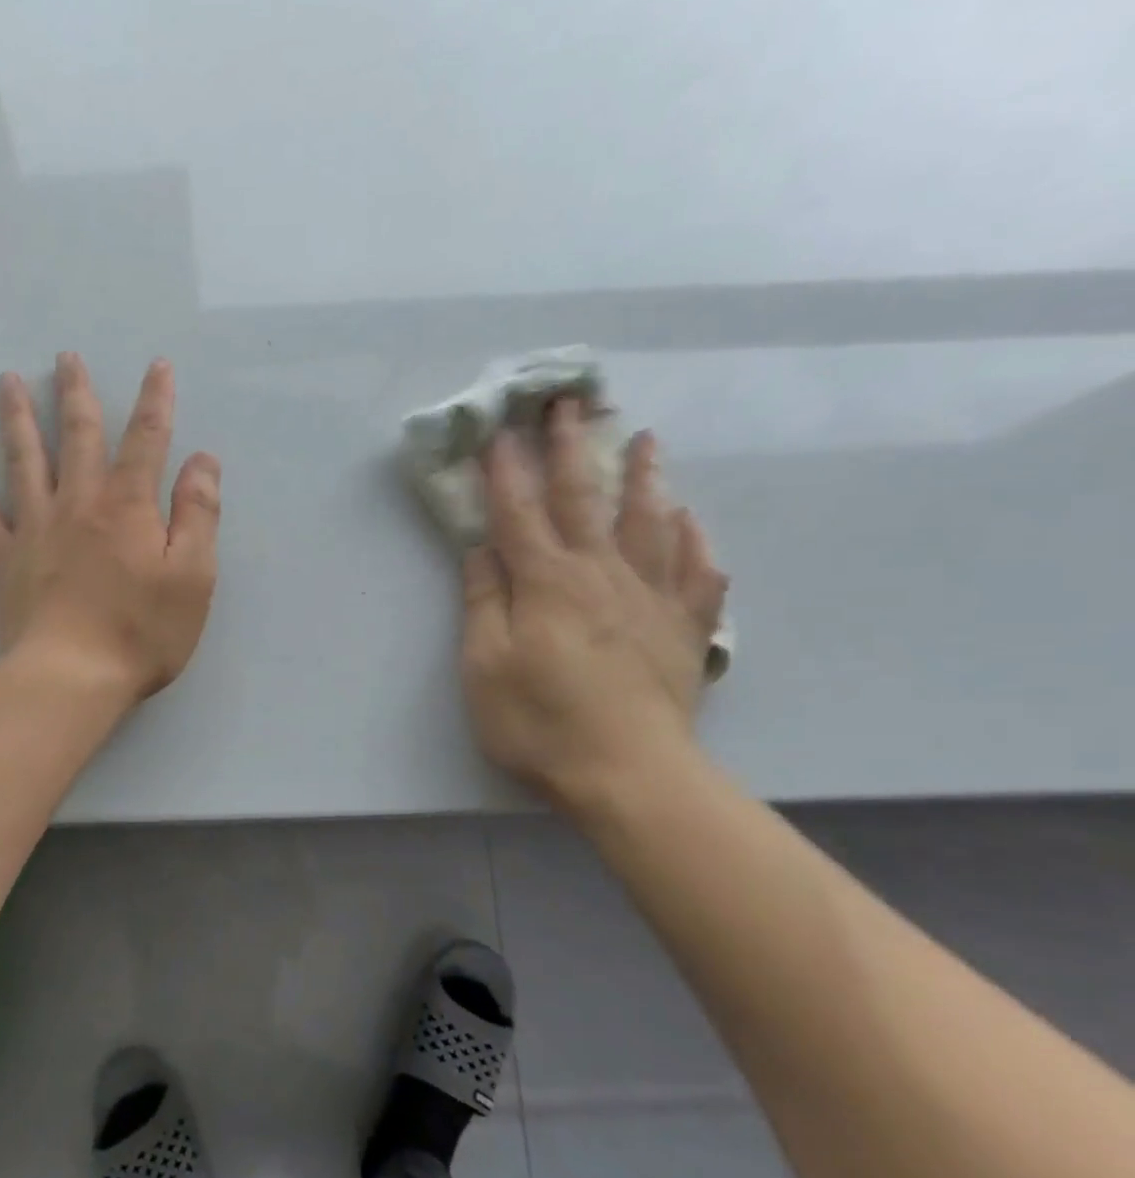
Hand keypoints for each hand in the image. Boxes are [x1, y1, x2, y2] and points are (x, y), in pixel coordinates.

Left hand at [0, 352, 220, 702]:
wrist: (72, 678)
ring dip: (17, 417)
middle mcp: (78, 503)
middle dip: (76, 394)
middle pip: (78, 436)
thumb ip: (199, 514)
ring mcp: (35, 528)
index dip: (155, 401)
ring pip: (23, 459)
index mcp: (128, 506)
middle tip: (65, 357)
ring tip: (7, 381)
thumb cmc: (142, 632)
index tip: (157, 366)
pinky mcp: (3, 559)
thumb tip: (202, 460)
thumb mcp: (193, 576)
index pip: (146, 439)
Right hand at [460, 398, 727, 813]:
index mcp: (547, 582)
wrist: (628, 774)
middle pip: (584, 500)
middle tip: (570, 403)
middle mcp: (601, 575)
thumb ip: (483, 602)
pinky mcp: (684, 630)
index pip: (519, 513)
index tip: (497, 429)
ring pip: (650, 523)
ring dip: (644, 478)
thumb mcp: (484, 666)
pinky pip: (697, 575)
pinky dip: (695, 543)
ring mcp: (650, 599)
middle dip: (571, 449)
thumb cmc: (539, 722)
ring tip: (647, 441)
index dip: (505, 470)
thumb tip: (480, 549)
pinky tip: (692, 523)